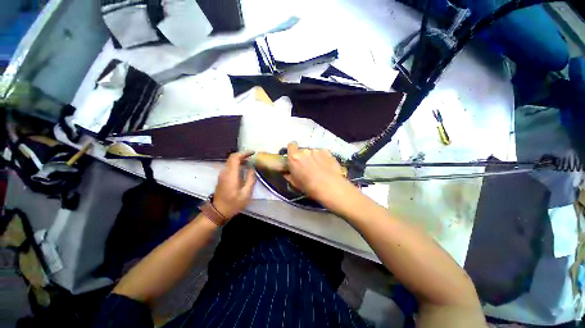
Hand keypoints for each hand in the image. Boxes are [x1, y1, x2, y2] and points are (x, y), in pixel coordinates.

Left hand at [213, 153, 255, 219]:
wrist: (218, 211)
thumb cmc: (234, 203)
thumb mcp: (246, 193)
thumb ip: (251, 179)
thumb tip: (252, 168)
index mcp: (231, 174)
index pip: (235, 157)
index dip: (244, 153)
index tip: (253, 153)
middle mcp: (225, 172)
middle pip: (232, 158)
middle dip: (243, 155)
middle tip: (253, 157)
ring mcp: (222, 175)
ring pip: (231, 162)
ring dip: (240, 160)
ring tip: (250, 162)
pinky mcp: (222, 178)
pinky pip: (230, 167)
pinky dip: (237, 164)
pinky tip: (244, 169)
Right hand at [284, 142, 352, 203]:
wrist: (330, 187)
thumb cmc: (309, 187)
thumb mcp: (294, 183)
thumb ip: (288, 175)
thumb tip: (286, 171)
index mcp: (294, 157)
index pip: (291, 145)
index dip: (293, 150)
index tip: (295, 157)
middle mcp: (305, 151)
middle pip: (303, 150)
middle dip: (304, 156)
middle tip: (307, 166)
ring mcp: (317, 150)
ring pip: (313, 152)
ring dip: (313, 157)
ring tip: (318, 167)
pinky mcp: (327, 151)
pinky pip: (322, 153)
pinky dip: (322, 158)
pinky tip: (326, 166)